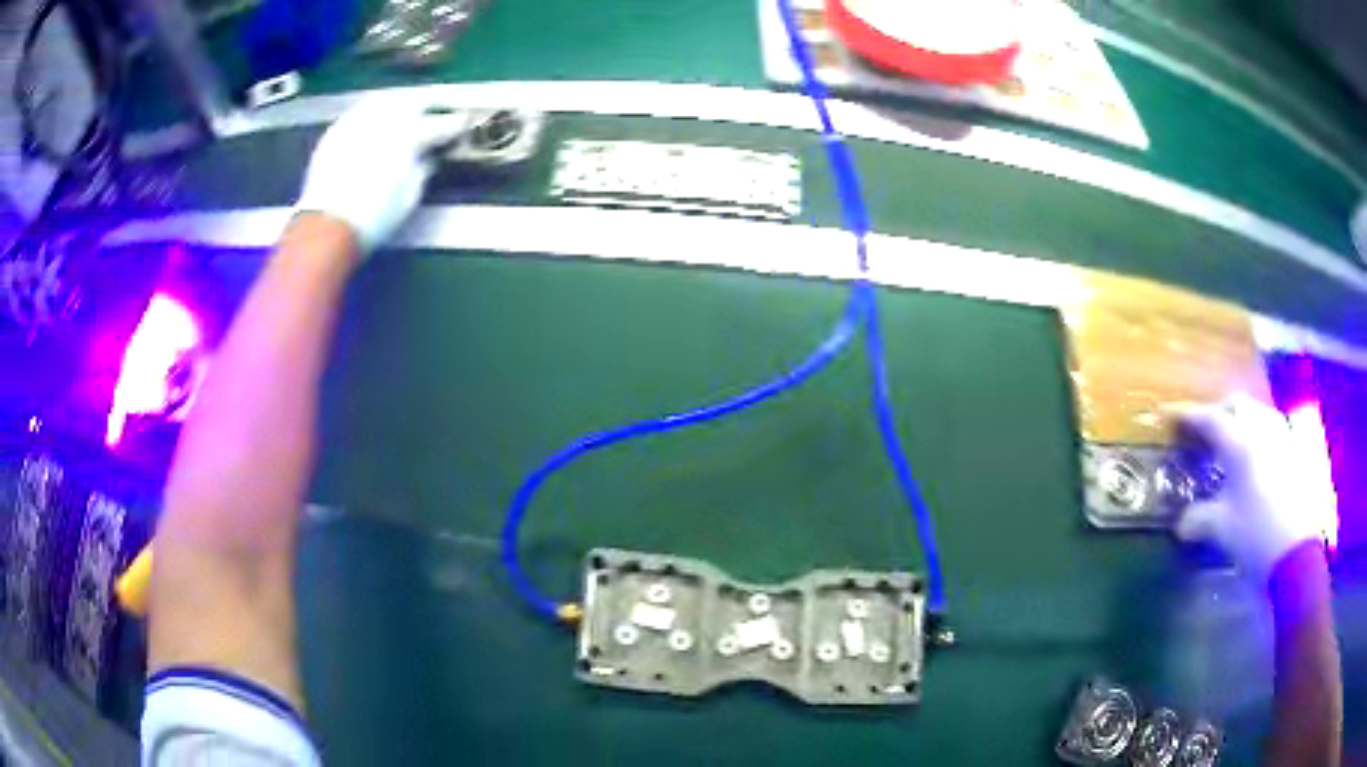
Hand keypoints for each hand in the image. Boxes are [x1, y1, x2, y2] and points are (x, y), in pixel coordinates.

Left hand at [294, 95, 472, 254]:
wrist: (328, 226)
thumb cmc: (374, 217)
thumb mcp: (409, 197)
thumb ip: (422, 169)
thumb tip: (427, 158)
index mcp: (411, 135)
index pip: (442, 123)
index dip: (455, 124)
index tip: (461, 125)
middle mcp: (386, 120)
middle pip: (414, 101)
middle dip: (428, 105)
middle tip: (436, 111)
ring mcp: (358, 122)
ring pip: (385, 100)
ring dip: (398, 104)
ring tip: (404, 111)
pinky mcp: (336, 132)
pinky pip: (360, 114)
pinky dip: (371, 116)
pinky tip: (373, 126)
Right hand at [1171, 394, 1325, 585]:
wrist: (1296, 553)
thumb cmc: (1255, 536)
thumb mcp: (1221, 530)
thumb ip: (1199, 519)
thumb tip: (1182, 522)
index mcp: (1238, 443)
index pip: (1207, 419)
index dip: (1186, 415)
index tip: (1168, 414)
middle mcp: (1261, 429)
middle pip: (1237, 405)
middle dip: (1218, 412)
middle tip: (1204, 432)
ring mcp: (1283, 437)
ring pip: (1259, 412)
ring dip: (1243, 420)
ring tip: (1233, 441)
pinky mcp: (1297, 452)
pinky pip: (1276, 429)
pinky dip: (1263, 435)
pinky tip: (1261, 456)